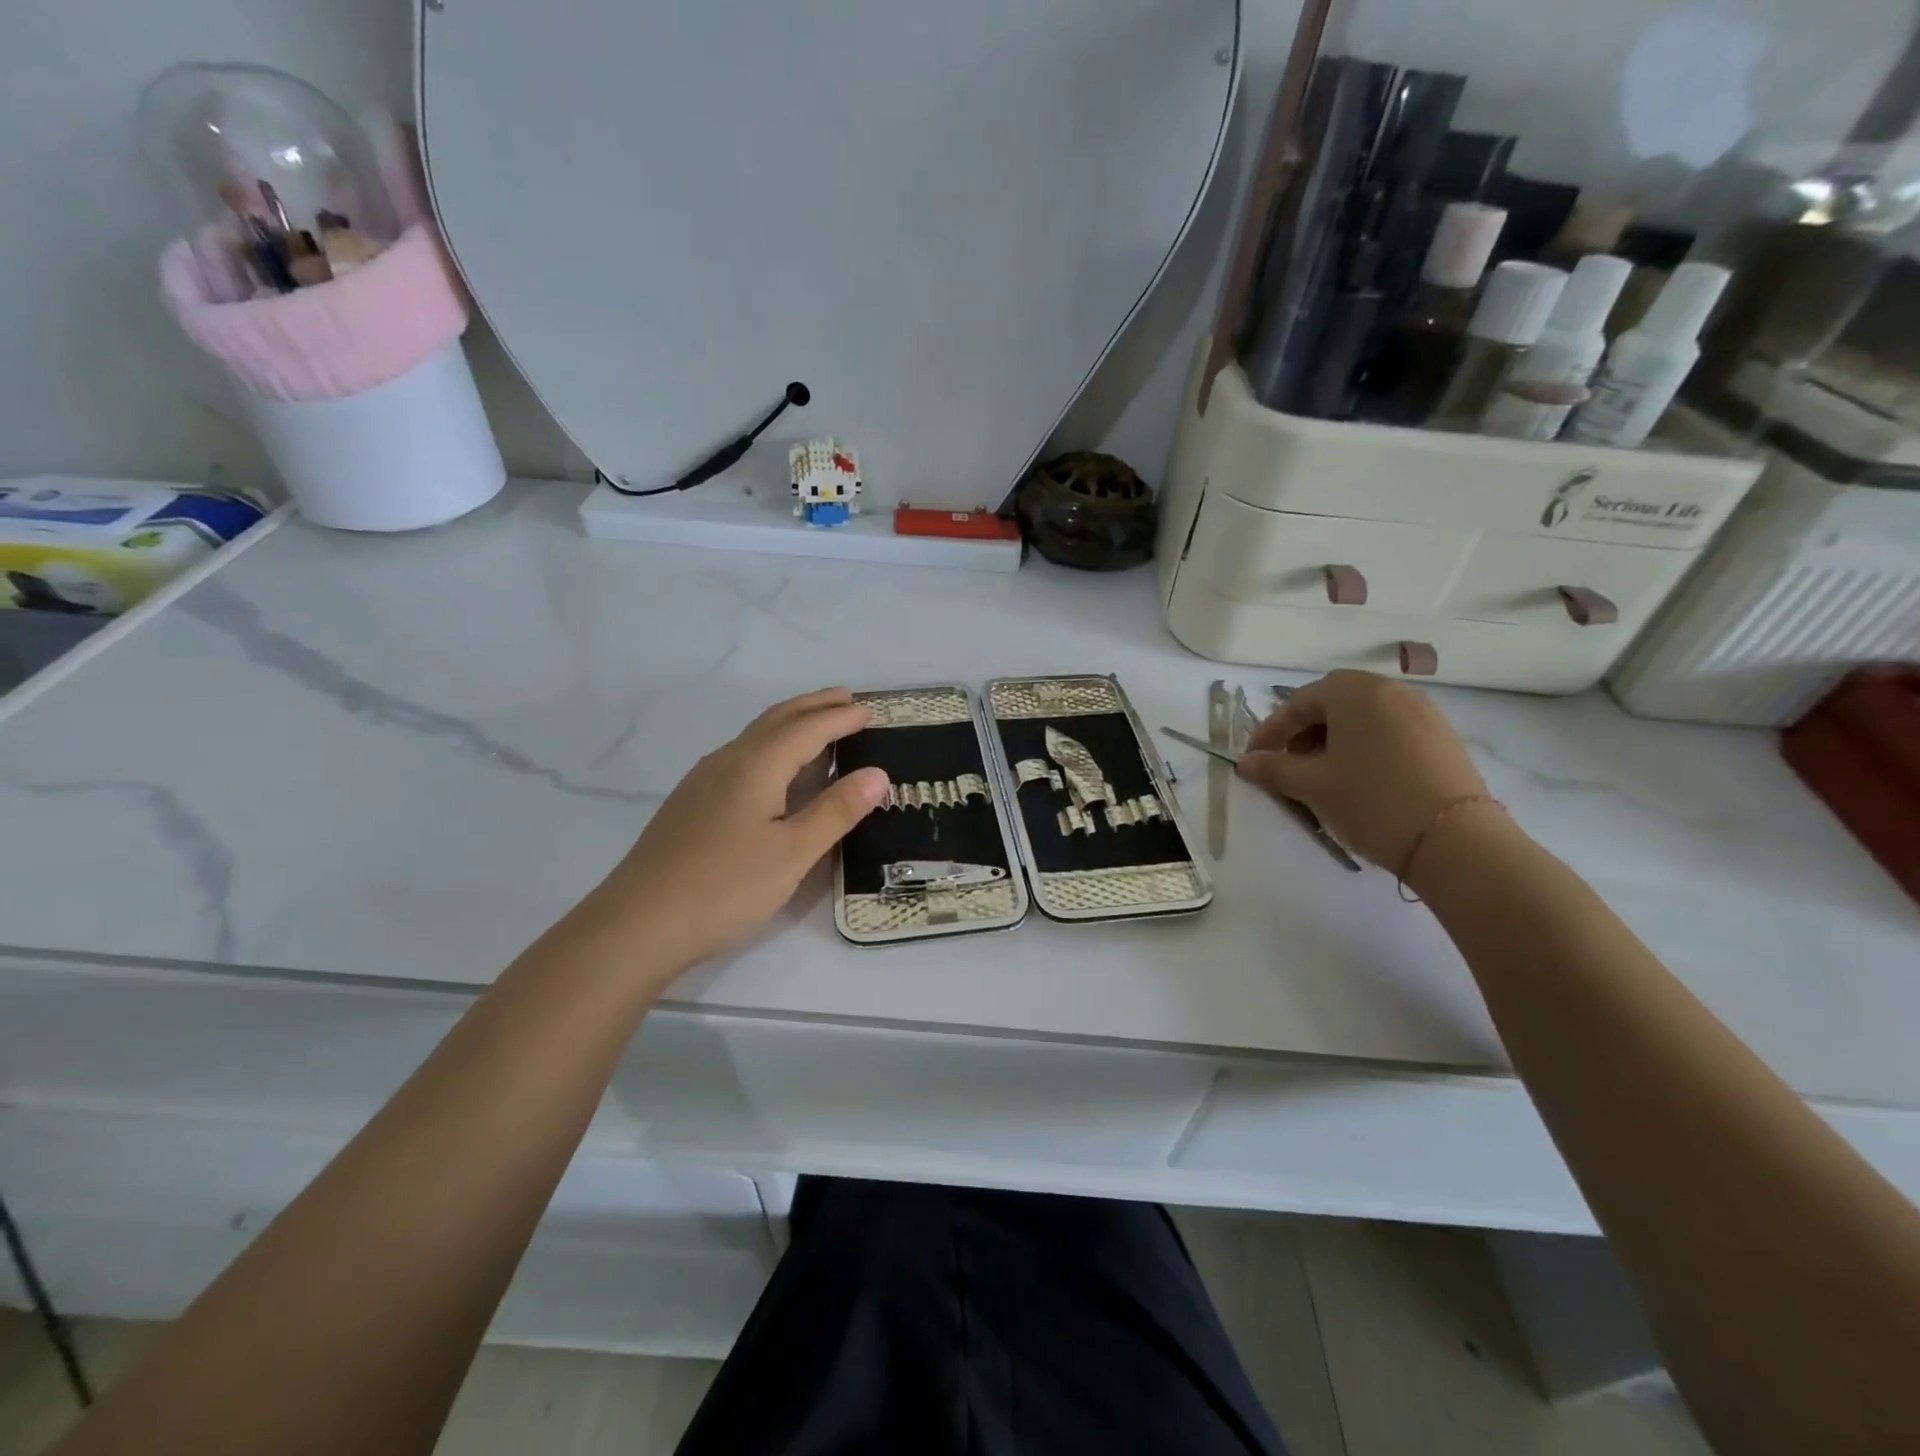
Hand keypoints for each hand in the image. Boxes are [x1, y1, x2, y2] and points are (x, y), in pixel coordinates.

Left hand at [574, 688, 888, 978]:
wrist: (638, 924)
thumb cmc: (725, 887)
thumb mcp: (793, 853)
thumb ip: (836, 811)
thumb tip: (878, 774)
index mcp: (756, 765)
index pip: (808, 728)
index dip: (842, 718)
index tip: (872, 711)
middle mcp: (728, 760)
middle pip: (777, 719)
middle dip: (815, 706)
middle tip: (848, 700)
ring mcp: (703, 781)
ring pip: (756, 737)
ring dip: (791, 724)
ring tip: (819, 727)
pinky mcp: (692, 803)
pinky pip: (742, 756)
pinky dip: (772, 747)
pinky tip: (775, 771)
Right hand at [1236, 671, 1488, 870]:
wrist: (1455, 840)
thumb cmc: (1370, 800)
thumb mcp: (1311, 785)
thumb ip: (1273, 769)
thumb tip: (1245, 763)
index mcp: (1354, 691)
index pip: (1298, 703)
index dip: (1270, 732)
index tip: (1253, 760)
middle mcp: (1390, 690)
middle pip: (1332, 704)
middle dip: (1303, 732)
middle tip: (1286, 764)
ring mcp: (1423, 712)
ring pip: (1362, 718)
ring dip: (1333, 740)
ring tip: (1320, 775)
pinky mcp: (1443, 737)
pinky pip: (1389, 731)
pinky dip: (1365, 747)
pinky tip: (1358, 779)